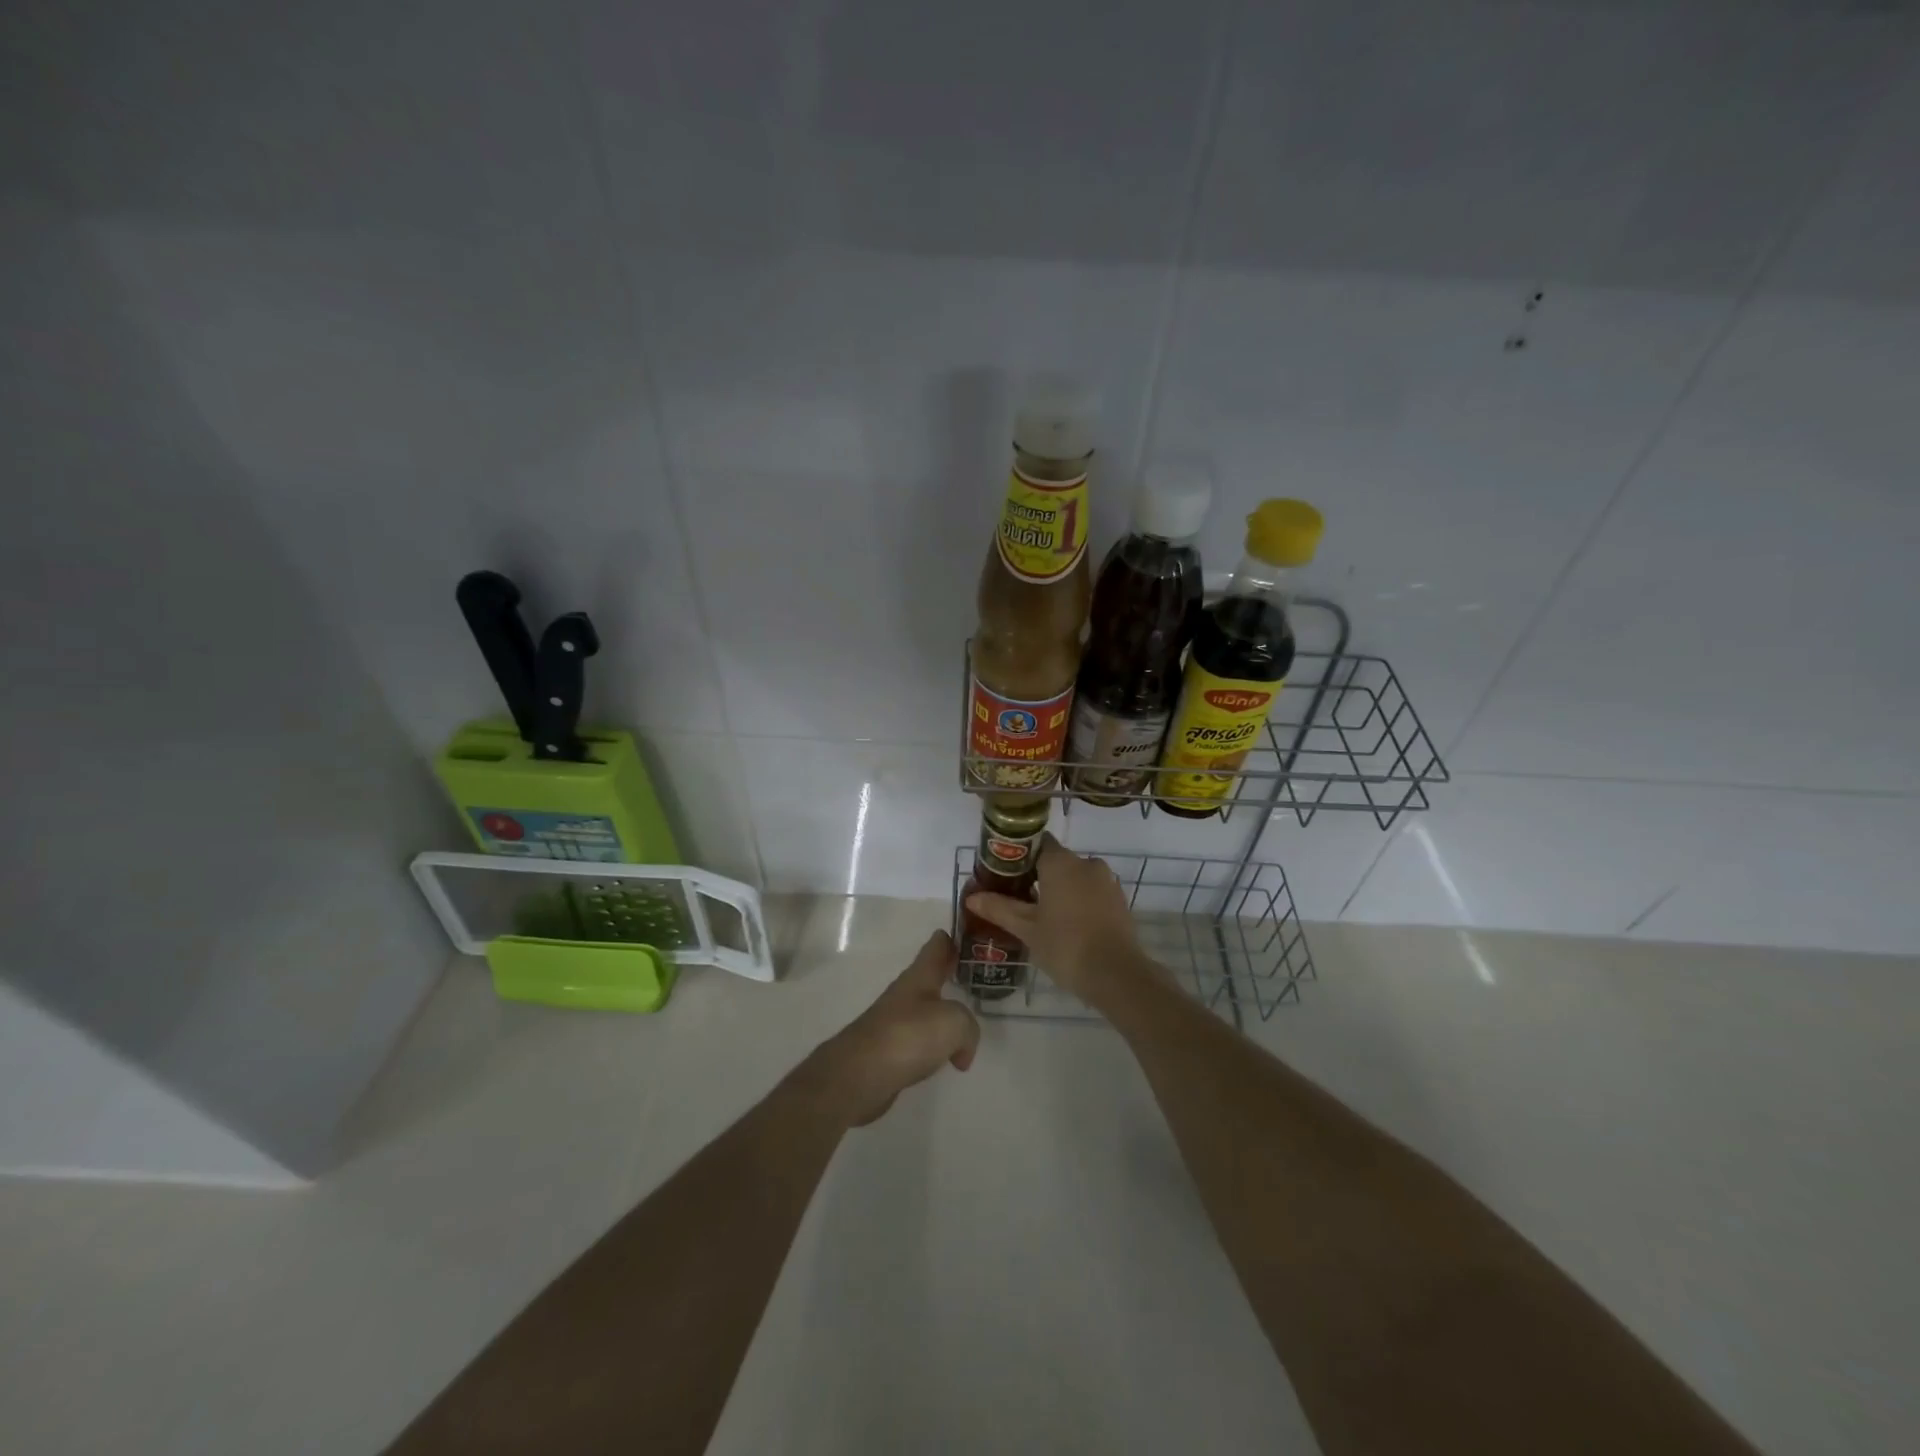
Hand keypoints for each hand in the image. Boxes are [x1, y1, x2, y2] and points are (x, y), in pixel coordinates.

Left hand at [801, 931, 980, 1127]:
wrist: (859, 1075)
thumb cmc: (908, 1036)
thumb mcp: (954, 1023)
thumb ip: (968, 1027)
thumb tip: (962, 1049)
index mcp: (920, 976)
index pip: (937, 945)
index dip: (953, 938)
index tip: (971, 938)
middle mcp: (906, 994)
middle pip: (931, 977)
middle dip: (951, 976)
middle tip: (976, 979)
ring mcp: (894, 1022)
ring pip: (926, 1011)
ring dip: (943, 1015)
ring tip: (965, 1024)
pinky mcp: (888, 1051)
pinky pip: (919, 1041)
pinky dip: (934, 1047)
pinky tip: (945, 1060)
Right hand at [965, 834, 1156, 1006]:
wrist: (1117, 975)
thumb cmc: (1066, 946)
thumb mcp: (1027, 929)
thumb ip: (999, 909)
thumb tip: (972, 897)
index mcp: (1061, 862)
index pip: (1035, 843)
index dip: (1018, 856)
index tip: (1004, 875)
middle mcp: (1086, 863)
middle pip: (1055, 860)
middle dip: (1037, 876)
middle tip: (1017, 899)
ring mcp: (1107, 881)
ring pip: (1075, 877)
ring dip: (1059, 890)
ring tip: (1040, 916)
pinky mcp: (1119, 900)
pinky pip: (1092, 892)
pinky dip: (1078, 901)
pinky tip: (1066, 925)